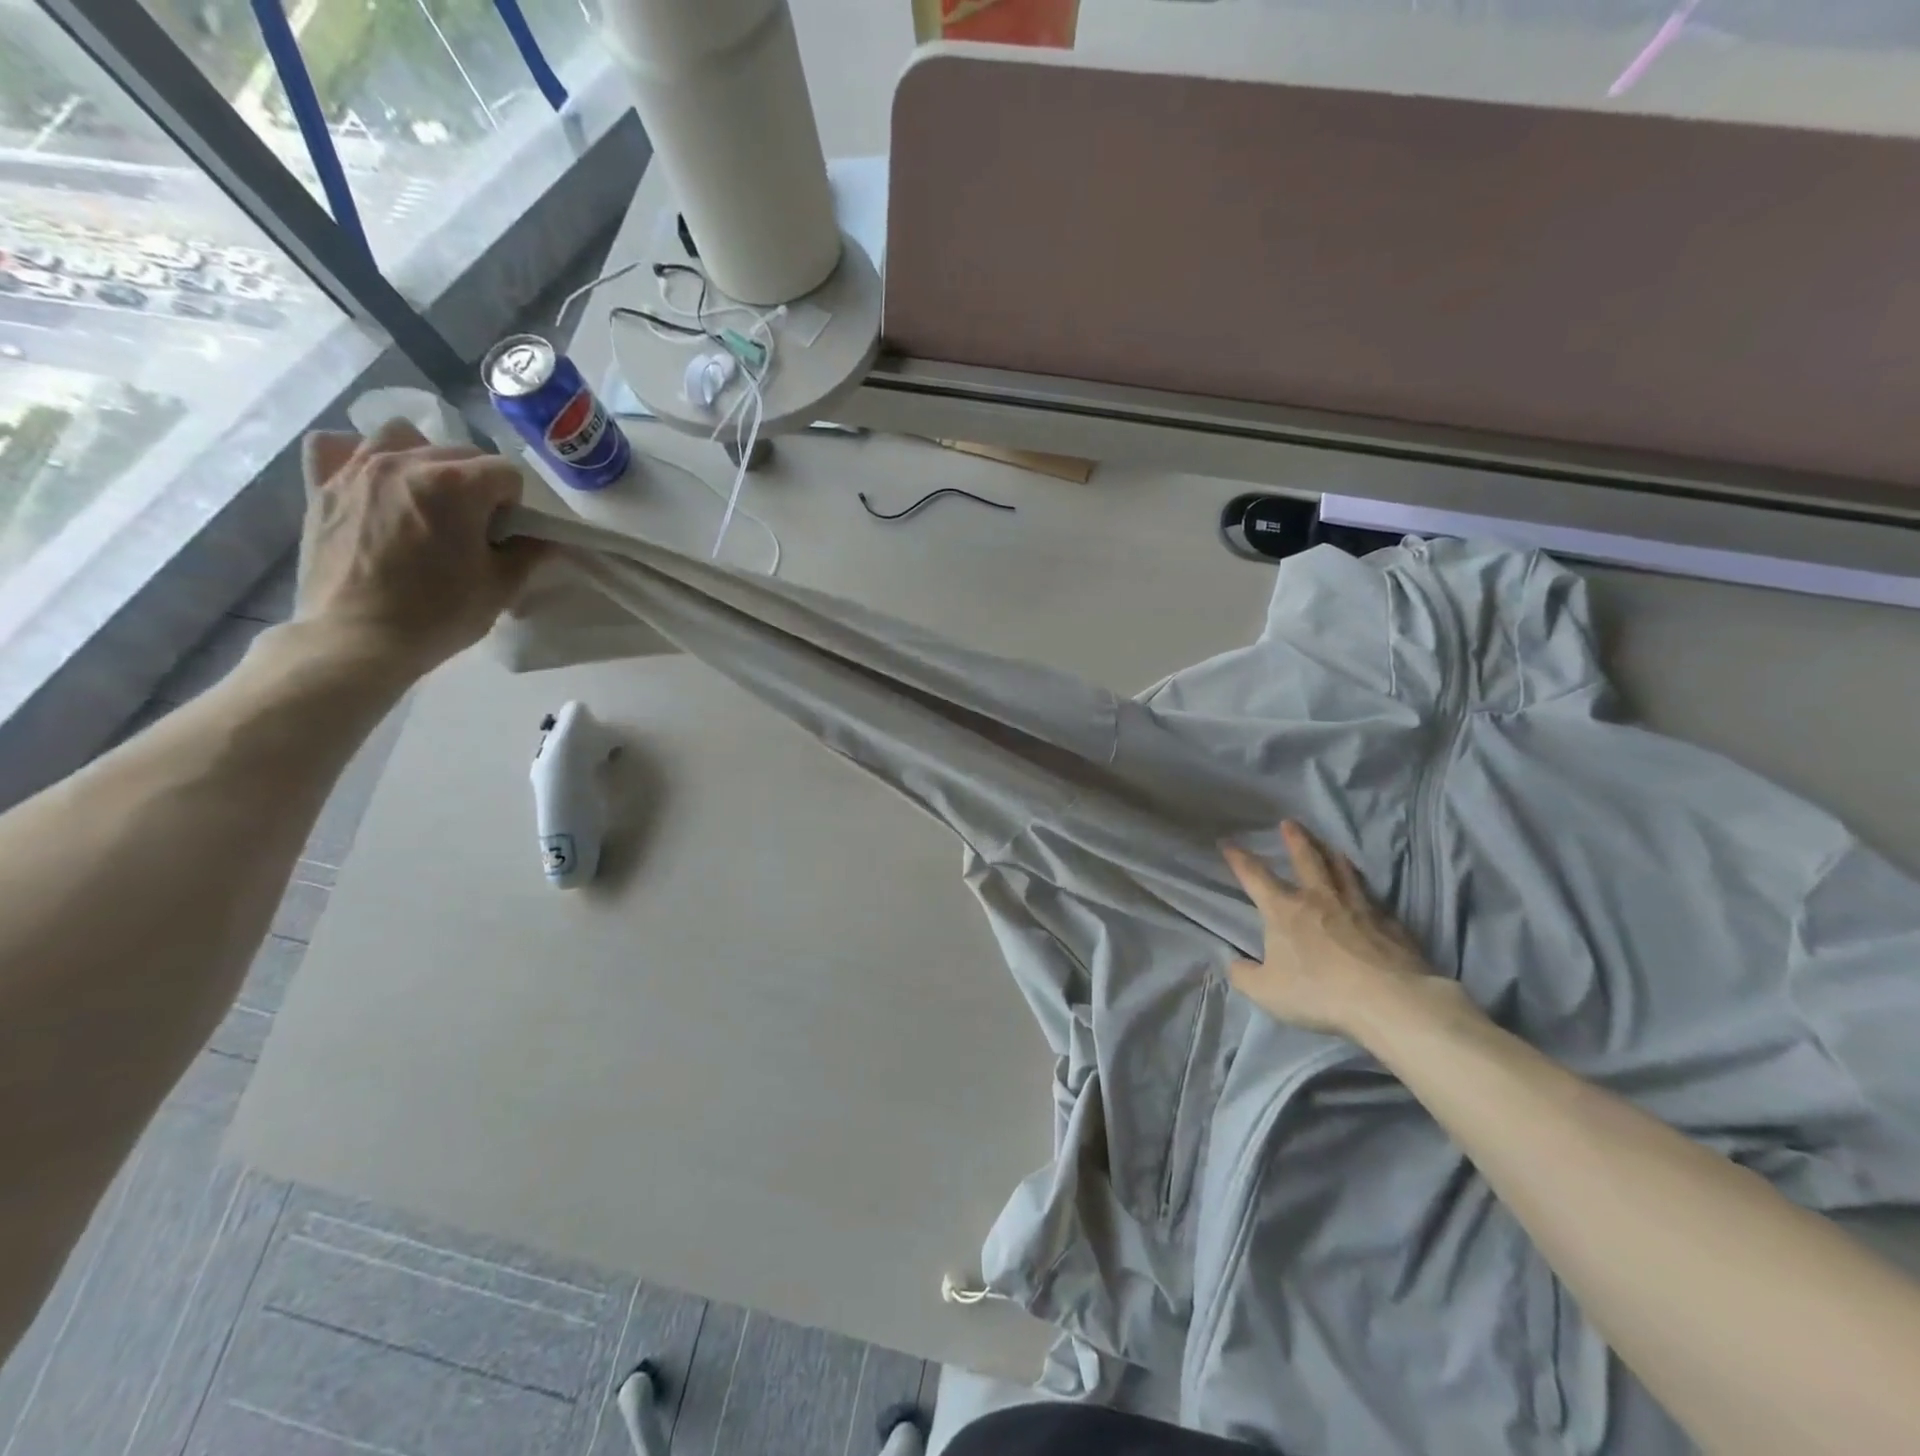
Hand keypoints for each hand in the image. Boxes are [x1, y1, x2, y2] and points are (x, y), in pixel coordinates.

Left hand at [297, 421, 542, 678]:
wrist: (358, 638)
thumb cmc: (439, 613)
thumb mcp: (500, 587)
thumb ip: (528, 553)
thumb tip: (544, 539)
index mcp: (456, 485)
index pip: (506, 472)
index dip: (514, 504)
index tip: (506, 534)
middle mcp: (406, 463)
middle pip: (460, 453)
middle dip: (476, 483)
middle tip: (473, 526)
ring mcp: (358, 470)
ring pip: (401, 436)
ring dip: (424, 459)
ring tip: (426, 496)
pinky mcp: (322, 486)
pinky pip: (335, 446)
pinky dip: (356, 456)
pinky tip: (372, 482)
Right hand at [1222, 821, 1445, 1041]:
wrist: (1388, 1000)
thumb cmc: (1320, 992)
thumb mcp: (1267, 992)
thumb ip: (1245, 976)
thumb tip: (1233, 963)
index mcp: (1284, 910)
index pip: (1255, 876)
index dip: (1238, 858)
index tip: (1227, 842)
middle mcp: (1319, 899)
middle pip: (1307, 859)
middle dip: (1296, 839)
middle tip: (1290, 823)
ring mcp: (1358, 907)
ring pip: (1343, 871)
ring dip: (1333, 855)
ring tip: (1330, 846)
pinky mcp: (1389, 923)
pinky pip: (1373, 898)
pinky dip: (1365, 890)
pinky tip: (1368, 894)